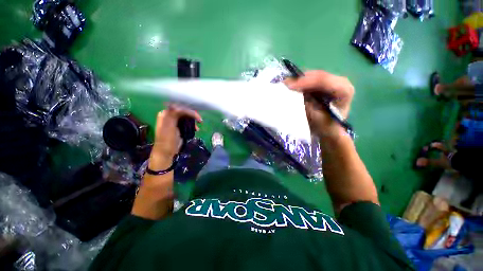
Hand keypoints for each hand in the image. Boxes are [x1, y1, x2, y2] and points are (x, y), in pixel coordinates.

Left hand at [149, 104, 202, 169]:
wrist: (166, 152)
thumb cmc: (167, 139)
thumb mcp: (169, 126)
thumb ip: (173, 114)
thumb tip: (179, 106)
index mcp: (166, 114)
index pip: (179, 108)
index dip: (189, 111)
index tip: (197, 117)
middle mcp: (170, 116)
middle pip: (184, 112)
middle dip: (193, 115)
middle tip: (200, 120)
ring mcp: (175, 122)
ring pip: (186, 117)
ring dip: (193, 121)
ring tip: (198, 125)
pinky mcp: (179, 128)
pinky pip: (187, 123)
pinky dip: (192, 125)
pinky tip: (196, 129)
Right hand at [285, 70, 353, 138]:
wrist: (330, 130)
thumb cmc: (326, 126)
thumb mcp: (317, 117)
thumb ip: (308, 104)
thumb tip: (296, 93)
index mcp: (344, 90)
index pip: (324, 81)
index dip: (306, 82)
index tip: (290, 87)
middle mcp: (340, 82)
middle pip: (318, 75)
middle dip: (300, 79)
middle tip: (284, 84)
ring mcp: (332, 81)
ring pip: (313, 76)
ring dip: (299, 80)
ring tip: (285, 84)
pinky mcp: (324, 84)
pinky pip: (311, 80)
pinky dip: (301, 82)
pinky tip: (291, 86)